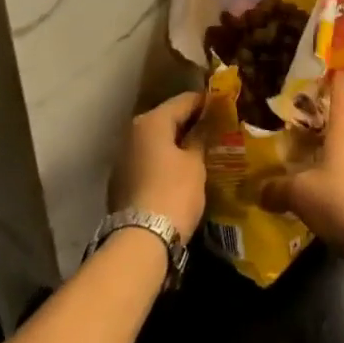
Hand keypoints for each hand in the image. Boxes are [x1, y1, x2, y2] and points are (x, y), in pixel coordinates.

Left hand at [108, 92, 207, 242]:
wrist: (140, 241)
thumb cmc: (173, 193)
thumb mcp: (195, 164)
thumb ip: (200, 138)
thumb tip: (205, 123)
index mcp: (152, 121)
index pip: (183, 101)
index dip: (204, 102)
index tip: (222, 106)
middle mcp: (133, 132)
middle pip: (166, 119)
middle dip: (189, 123)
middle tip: (213, 130)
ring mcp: (123, 156)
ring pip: (155, 141)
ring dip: (174, 143)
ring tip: (198, 150)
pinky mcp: (120, 180)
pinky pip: (146, 159)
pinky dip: (162, 160)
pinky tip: (178, 171)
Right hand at [258, 73, 343, 249]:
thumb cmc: (340, 200)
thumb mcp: (301, 194)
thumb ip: (278, 189)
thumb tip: (257, 190)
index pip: (341, 97)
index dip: (336, 81)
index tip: (334, 67)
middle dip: (335, 112)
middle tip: (316, 108)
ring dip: (337, 147)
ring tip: (316, 150)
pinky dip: (343, 174)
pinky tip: (330, 186)